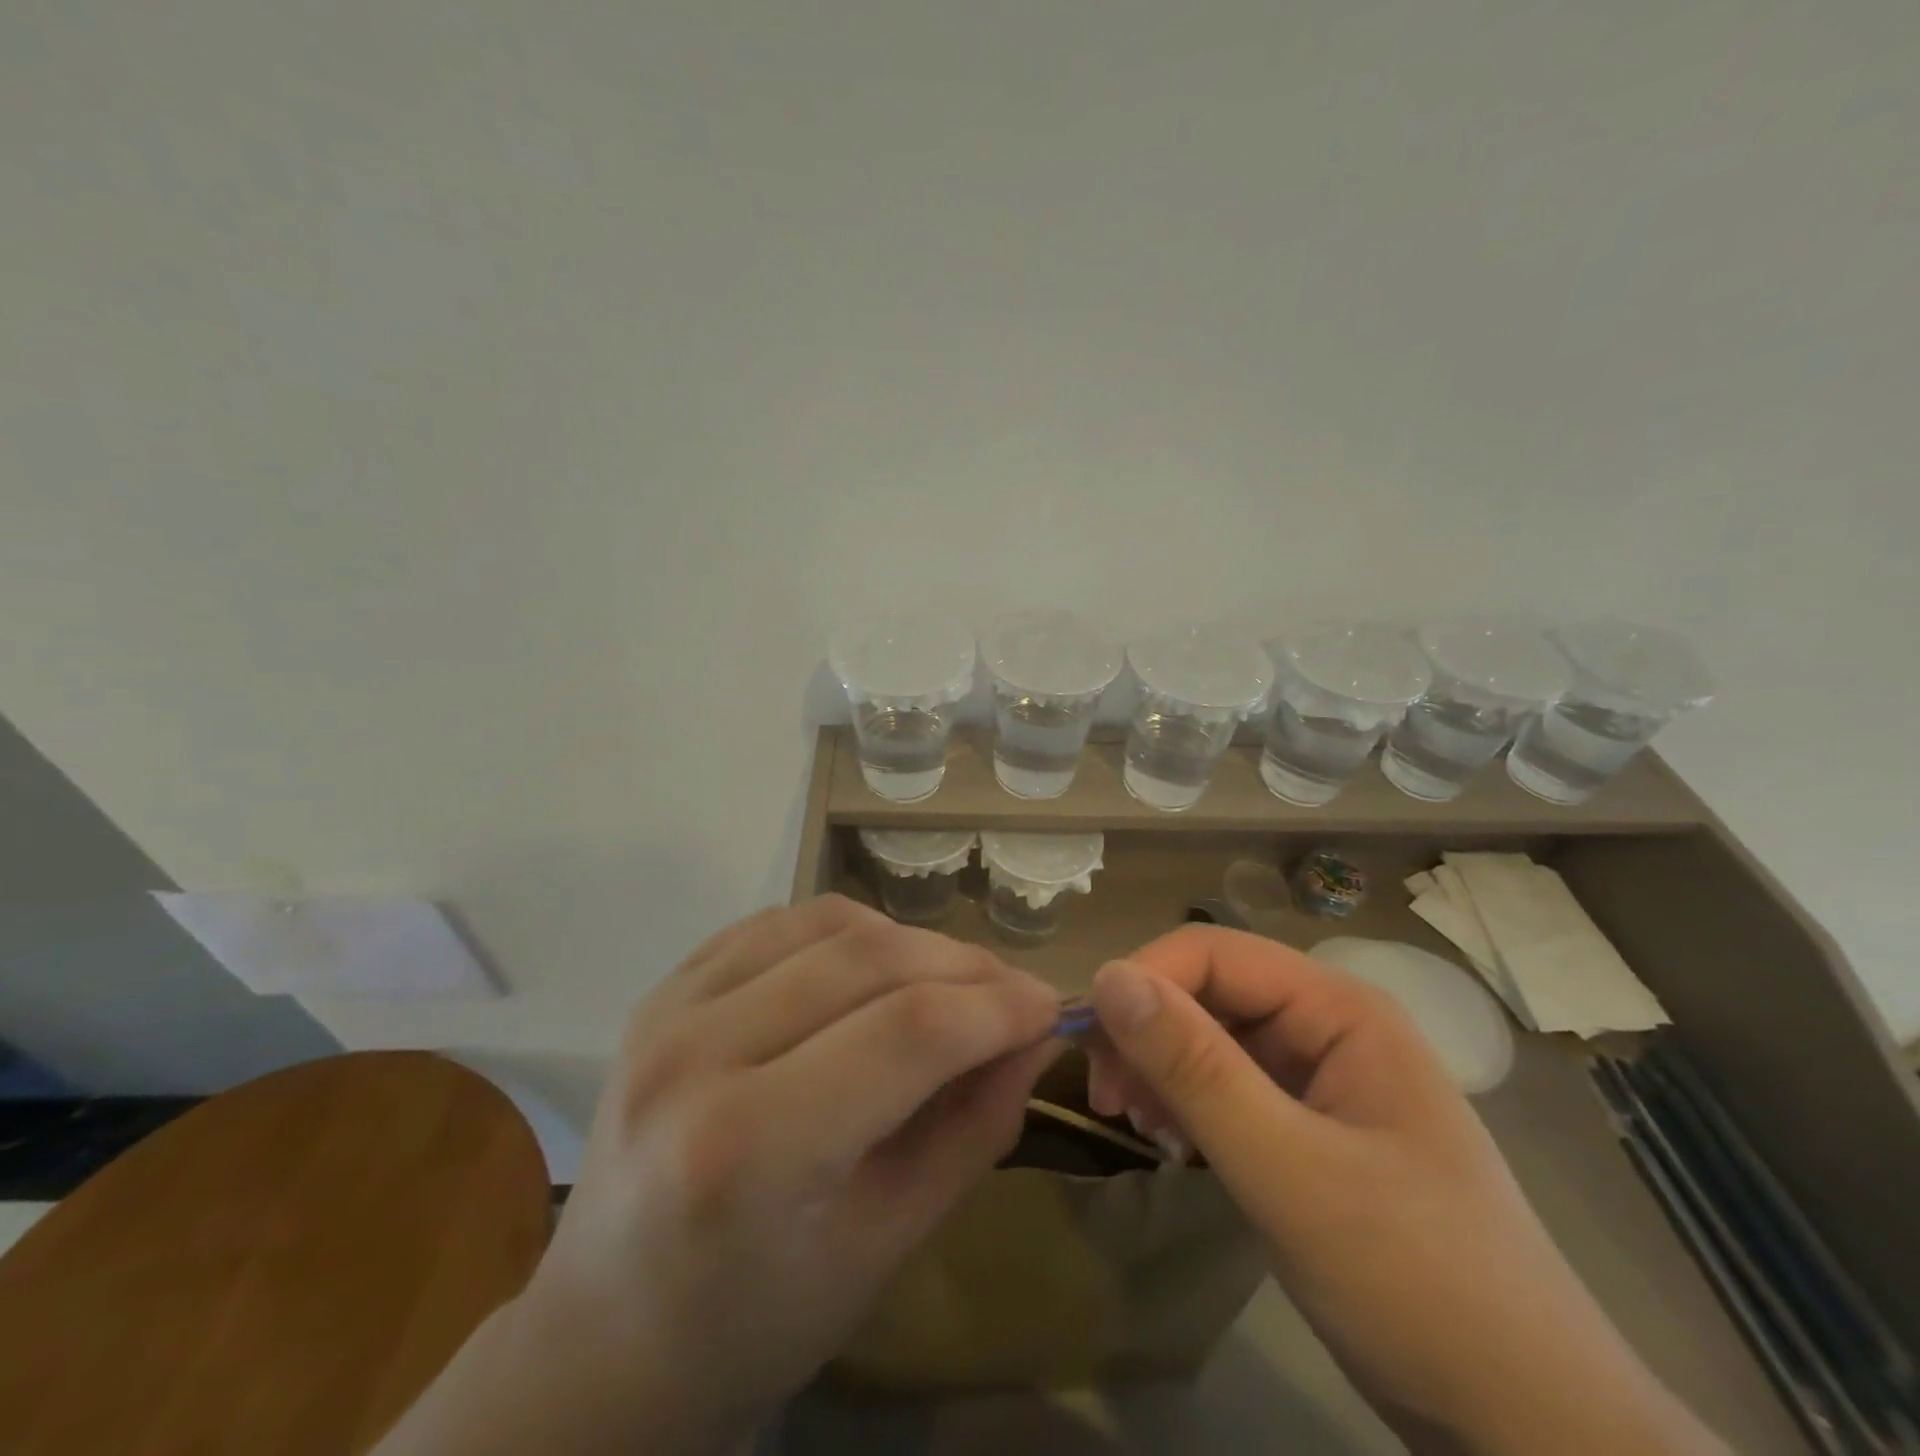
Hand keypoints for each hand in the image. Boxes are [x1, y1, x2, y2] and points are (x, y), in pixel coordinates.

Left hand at [376, 895, 1060, 1455]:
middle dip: (964, 966)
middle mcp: (698, 1054)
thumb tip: (1036, 1036)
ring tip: (951, 980)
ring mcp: (670, 1007)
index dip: (995, 1006)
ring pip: (829, 922)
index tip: (1049, 1006)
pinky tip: (877, 964)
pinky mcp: (666, 986)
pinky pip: (781, 921)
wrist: (606, 1330)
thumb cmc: (757, 1317)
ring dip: (911, 940)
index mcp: (749, 1147)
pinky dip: (849, 930)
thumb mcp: (888, 1243)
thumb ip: (972, 1127)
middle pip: (869, 959)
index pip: (907, 1032)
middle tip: (1013, 992)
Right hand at [1084, 926, 1724, 1455]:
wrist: (1528, 1430)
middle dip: (1148, 1033)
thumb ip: (1196, 1069)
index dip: (1144, 982)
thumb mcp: (1290, 1172)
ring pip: (1212, 1038)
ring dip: (1163, 1070)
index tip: (1089, 1047)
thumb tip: (1108, 977)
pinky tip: (1175, 1144)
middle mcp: (1329, 1026)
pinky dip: (1189, 1105)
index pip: (1214, 953)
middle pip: (1209, 991)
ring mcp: (1321, 1078)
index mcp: (1340, 1008)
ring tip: (1143, 1129)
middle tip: (1109, 1100)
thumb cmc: (1418, 1284)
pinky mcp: (1310, 1128)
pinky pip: (1229, 1086)